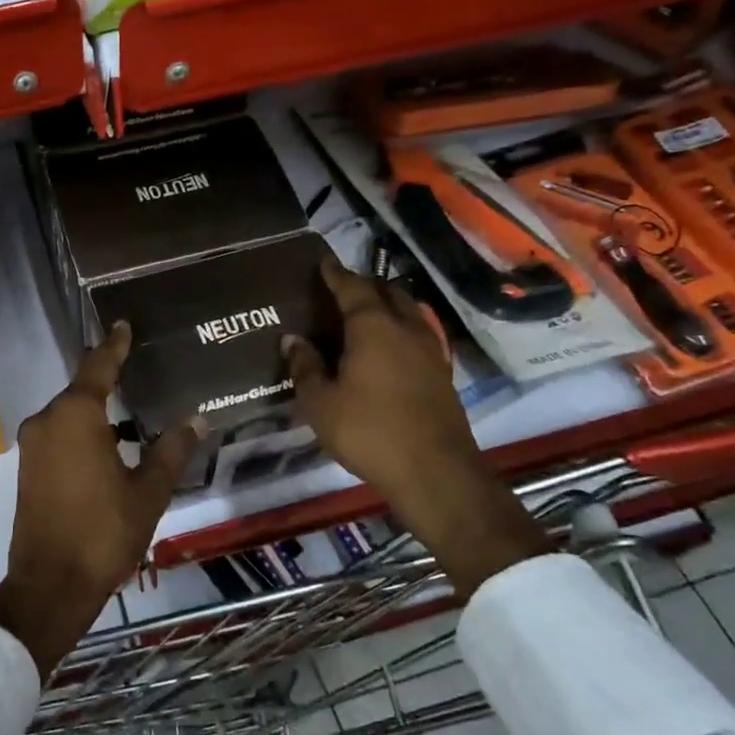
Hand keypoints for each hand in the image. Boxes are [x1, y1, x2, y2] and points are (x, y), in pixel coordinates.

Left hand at [0, 323, 200, 677]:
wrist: (50, 585)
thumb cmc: (104, 532)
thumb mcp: (148, 491)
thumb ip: (171, 450)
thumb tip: (196, 419)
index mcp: (75, 416)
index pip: (98, 367)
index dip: (114, 346)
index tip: (122, 324)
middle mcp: (47, 421)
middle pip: (81, 390)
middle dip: (109, 382)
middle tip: (139, 372)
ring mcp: (32, 445)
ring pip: (69, 415)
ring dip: (97, 413)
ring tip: (132, 414)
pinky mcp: (28, 468)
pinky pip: (59, 436)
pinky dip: (83, 433)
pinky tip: (109, 447)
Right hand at [282, 256, 545, 594]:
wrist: (434, 471)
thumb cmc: (368, 431)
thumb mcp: (320, 403)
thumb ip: (305, 367)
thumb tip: (292, 339)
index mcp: (373, 327)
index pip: (353, 288)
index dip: (336, 275)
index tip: (324, 263)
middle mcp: (406, 329)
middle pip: (388, 293)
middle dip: (366, 285)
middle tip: (343, 289)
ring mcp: (430, 351)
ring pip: (409, 312)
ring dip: (389, 305)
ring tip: (367, 314)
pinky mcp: (442, 374)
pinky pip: (419, 335)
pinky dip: (402, 329)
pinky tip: (390, 347)